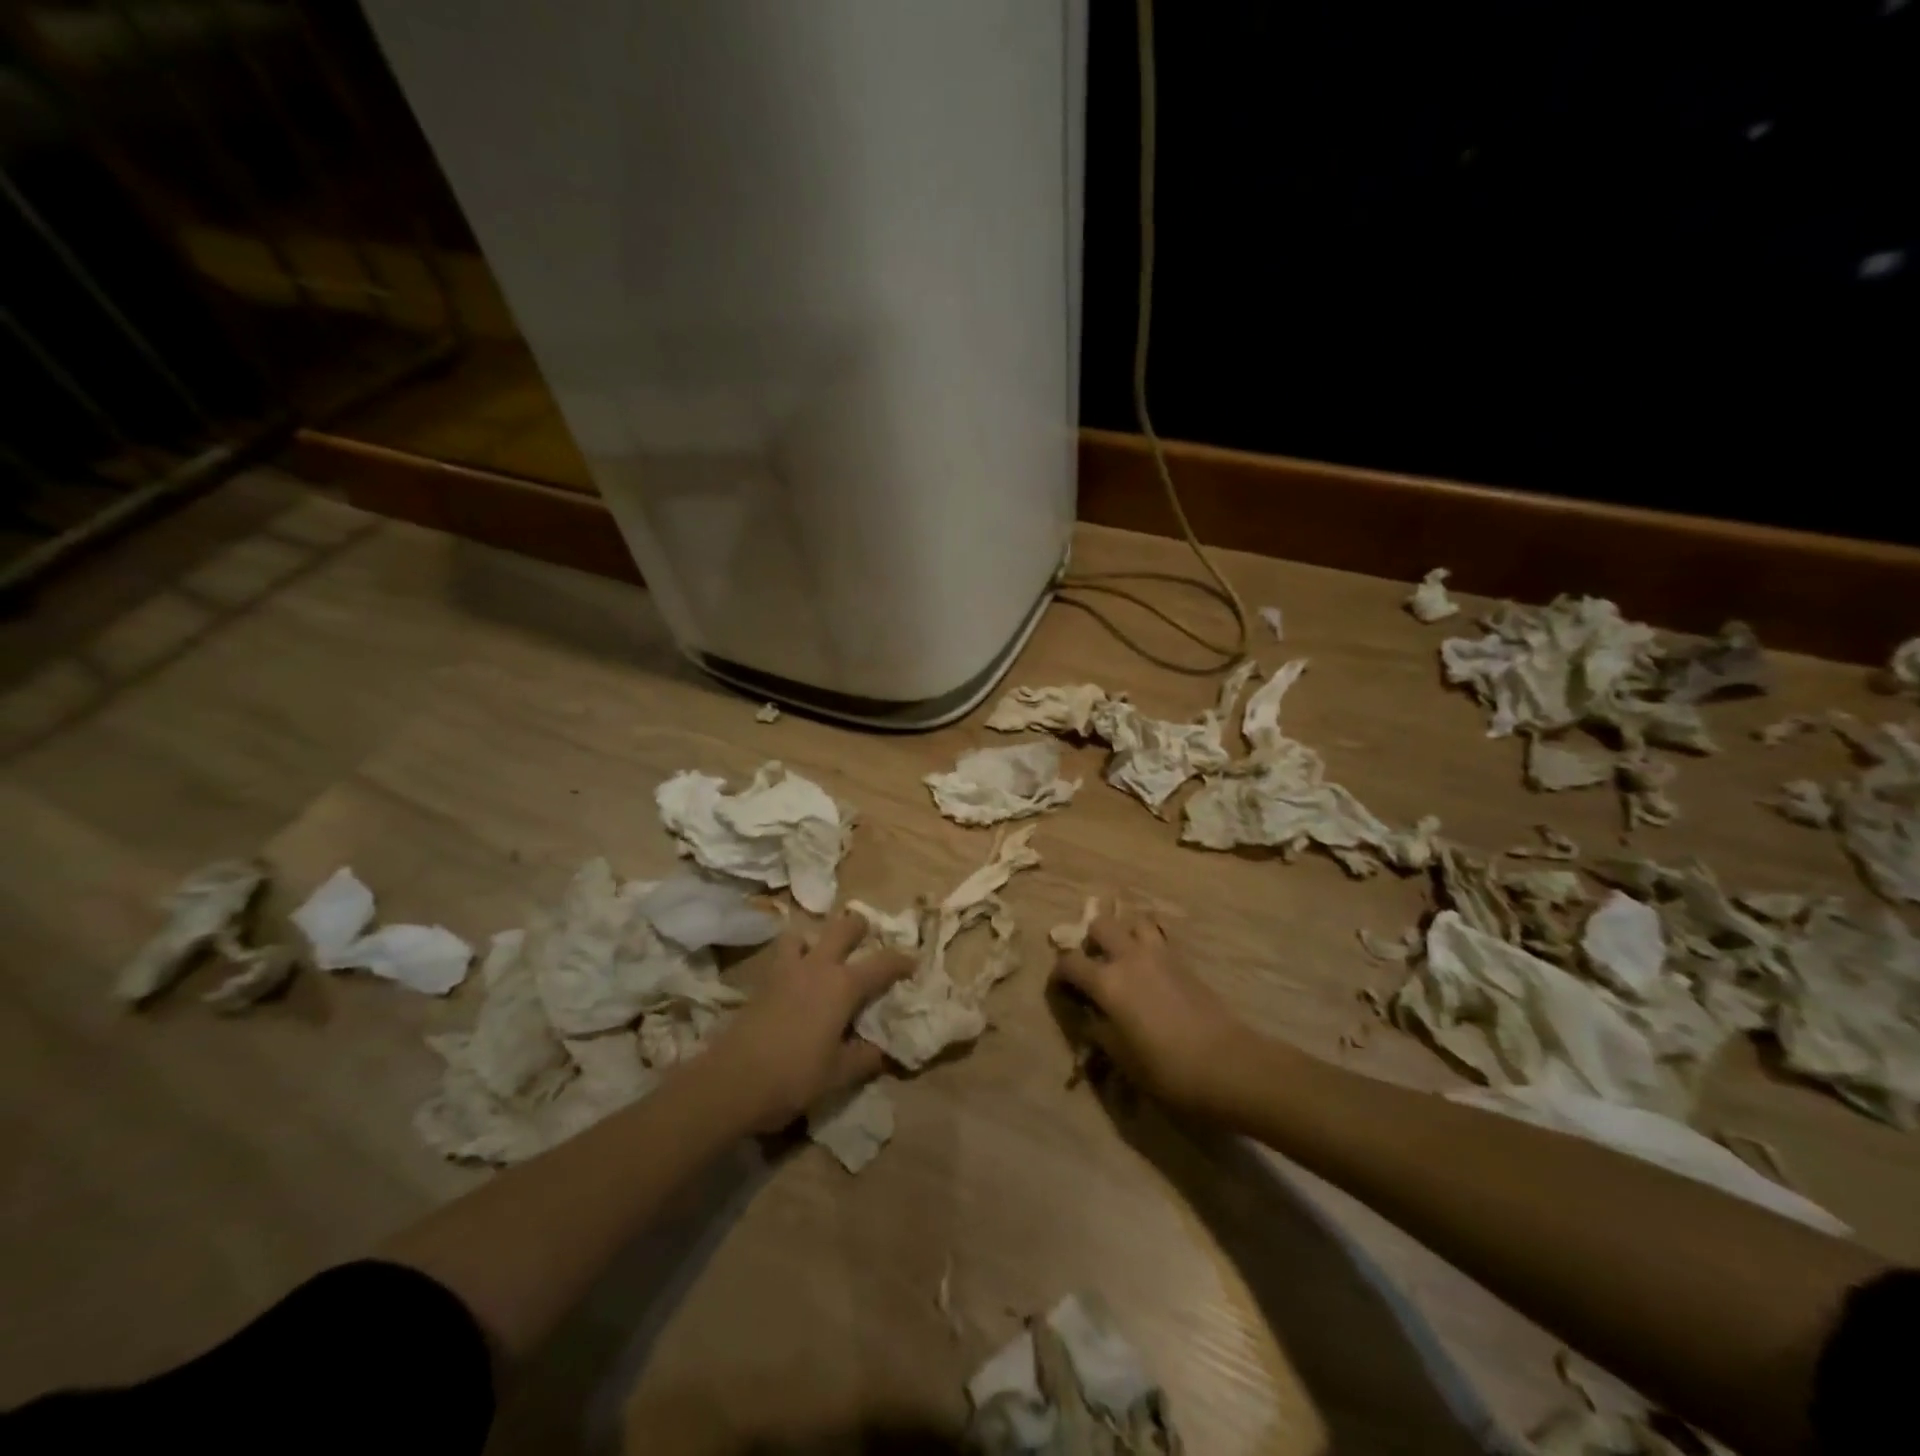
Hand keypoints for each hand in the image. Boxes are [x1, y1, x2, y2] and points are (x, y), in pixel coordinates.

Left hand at [701, 911, 913, 1131]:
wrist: (731, 1082)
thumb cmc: (793, 1077)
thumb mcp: (839, 1075)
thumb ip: (865, 1058)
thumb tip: (883, 1050)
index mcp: (843, 986)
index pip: (882, 963)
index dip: (902, 961)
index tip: (913, 962)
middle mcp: (817, 967)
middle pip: (843, 928)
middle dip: (859, 927)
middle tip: (867, 938)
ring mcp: (786, 971)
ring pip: (804, 934)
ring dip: (816, 938)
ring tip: (822, 956)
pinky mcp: (761, 983)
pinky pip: (781, 957)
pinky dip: (792, 959)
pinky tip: (794, 982)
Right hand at [1053, 910, 1256, 1114]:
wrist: (1226, 1064)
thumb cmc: (1166, 1068)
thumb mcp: (1120, 1056)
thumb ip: (1098, 1029)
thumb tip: (1089, 1015)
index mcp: (1107, 982)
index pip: (1069, 962)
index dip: (1058, 974)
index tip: (1060, 989)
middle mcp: (1129, 957)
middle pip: (1100, 925)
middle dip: (1090, 941)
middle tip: (1094, 967)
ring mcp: (1159, 954)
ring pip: (1133, 921)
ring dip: (1123, 934)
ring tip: (1124, 959)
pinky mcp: (1183, 961)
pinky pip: (1158, 937)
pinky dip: (1147, 944)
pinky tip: (1150, 971)